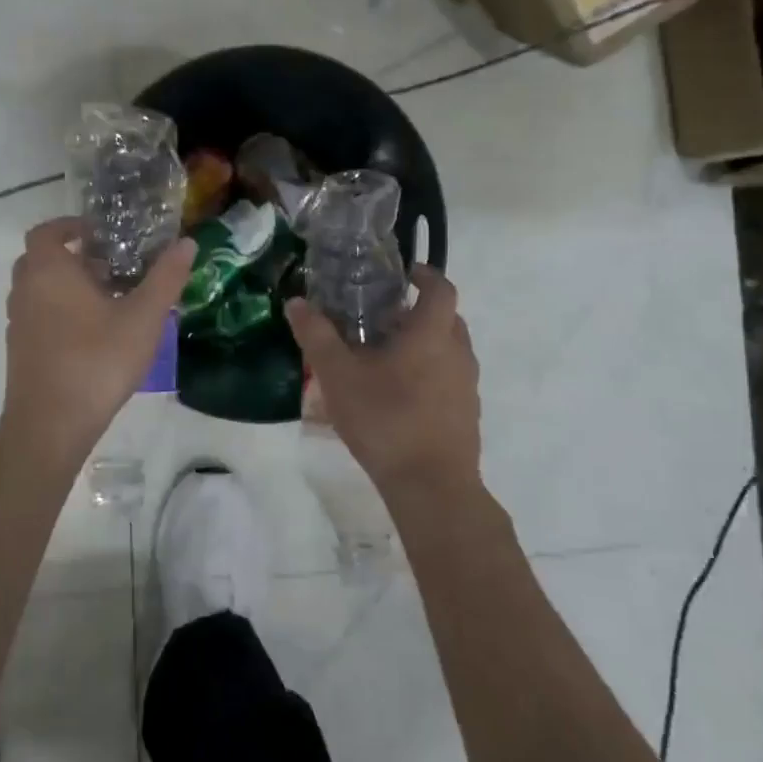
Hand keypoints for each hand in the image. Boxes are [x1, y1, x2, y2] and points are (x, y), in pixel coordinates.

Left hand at [0, 218, 196, 467]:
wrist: (50, 425)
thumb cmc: (97, 361)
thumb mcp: (143, 318)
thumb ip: (166, 278)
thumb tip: (187, 243)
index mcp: (49, 271)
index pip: (48, 232)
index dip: (71, 227)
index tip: (100, 234)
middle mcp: (26, 290)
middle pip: (42, 259)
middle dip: (73, 257)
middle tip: (110, 267)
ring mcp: (18, 322)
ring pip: (39, 290)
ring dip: (66, 287)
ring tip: (107, 301)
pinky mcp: (19, 350)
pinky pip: (38, 316)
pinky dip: (59, 313)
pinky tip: (92, 335)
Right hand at [285, 267, 481, 497]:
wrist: (431, 487)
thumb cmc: (385, 419)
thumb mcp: (338, 375)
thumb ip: (316, 336)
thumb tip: (296, 302)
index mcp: (432, 334)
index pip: (441, 288)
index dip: (425, 274)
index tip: (403, 274)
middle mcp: (458, 353)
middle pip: (446, 318)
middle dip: (417, 311)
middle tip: (382, 317)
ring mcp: (467, 386)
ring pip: (448, 350)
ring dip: (423, 344)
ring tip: (385, 357)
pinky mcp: (467, 414)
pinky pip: (449, 379)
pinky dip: (429, 373)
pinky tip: (398, 395)